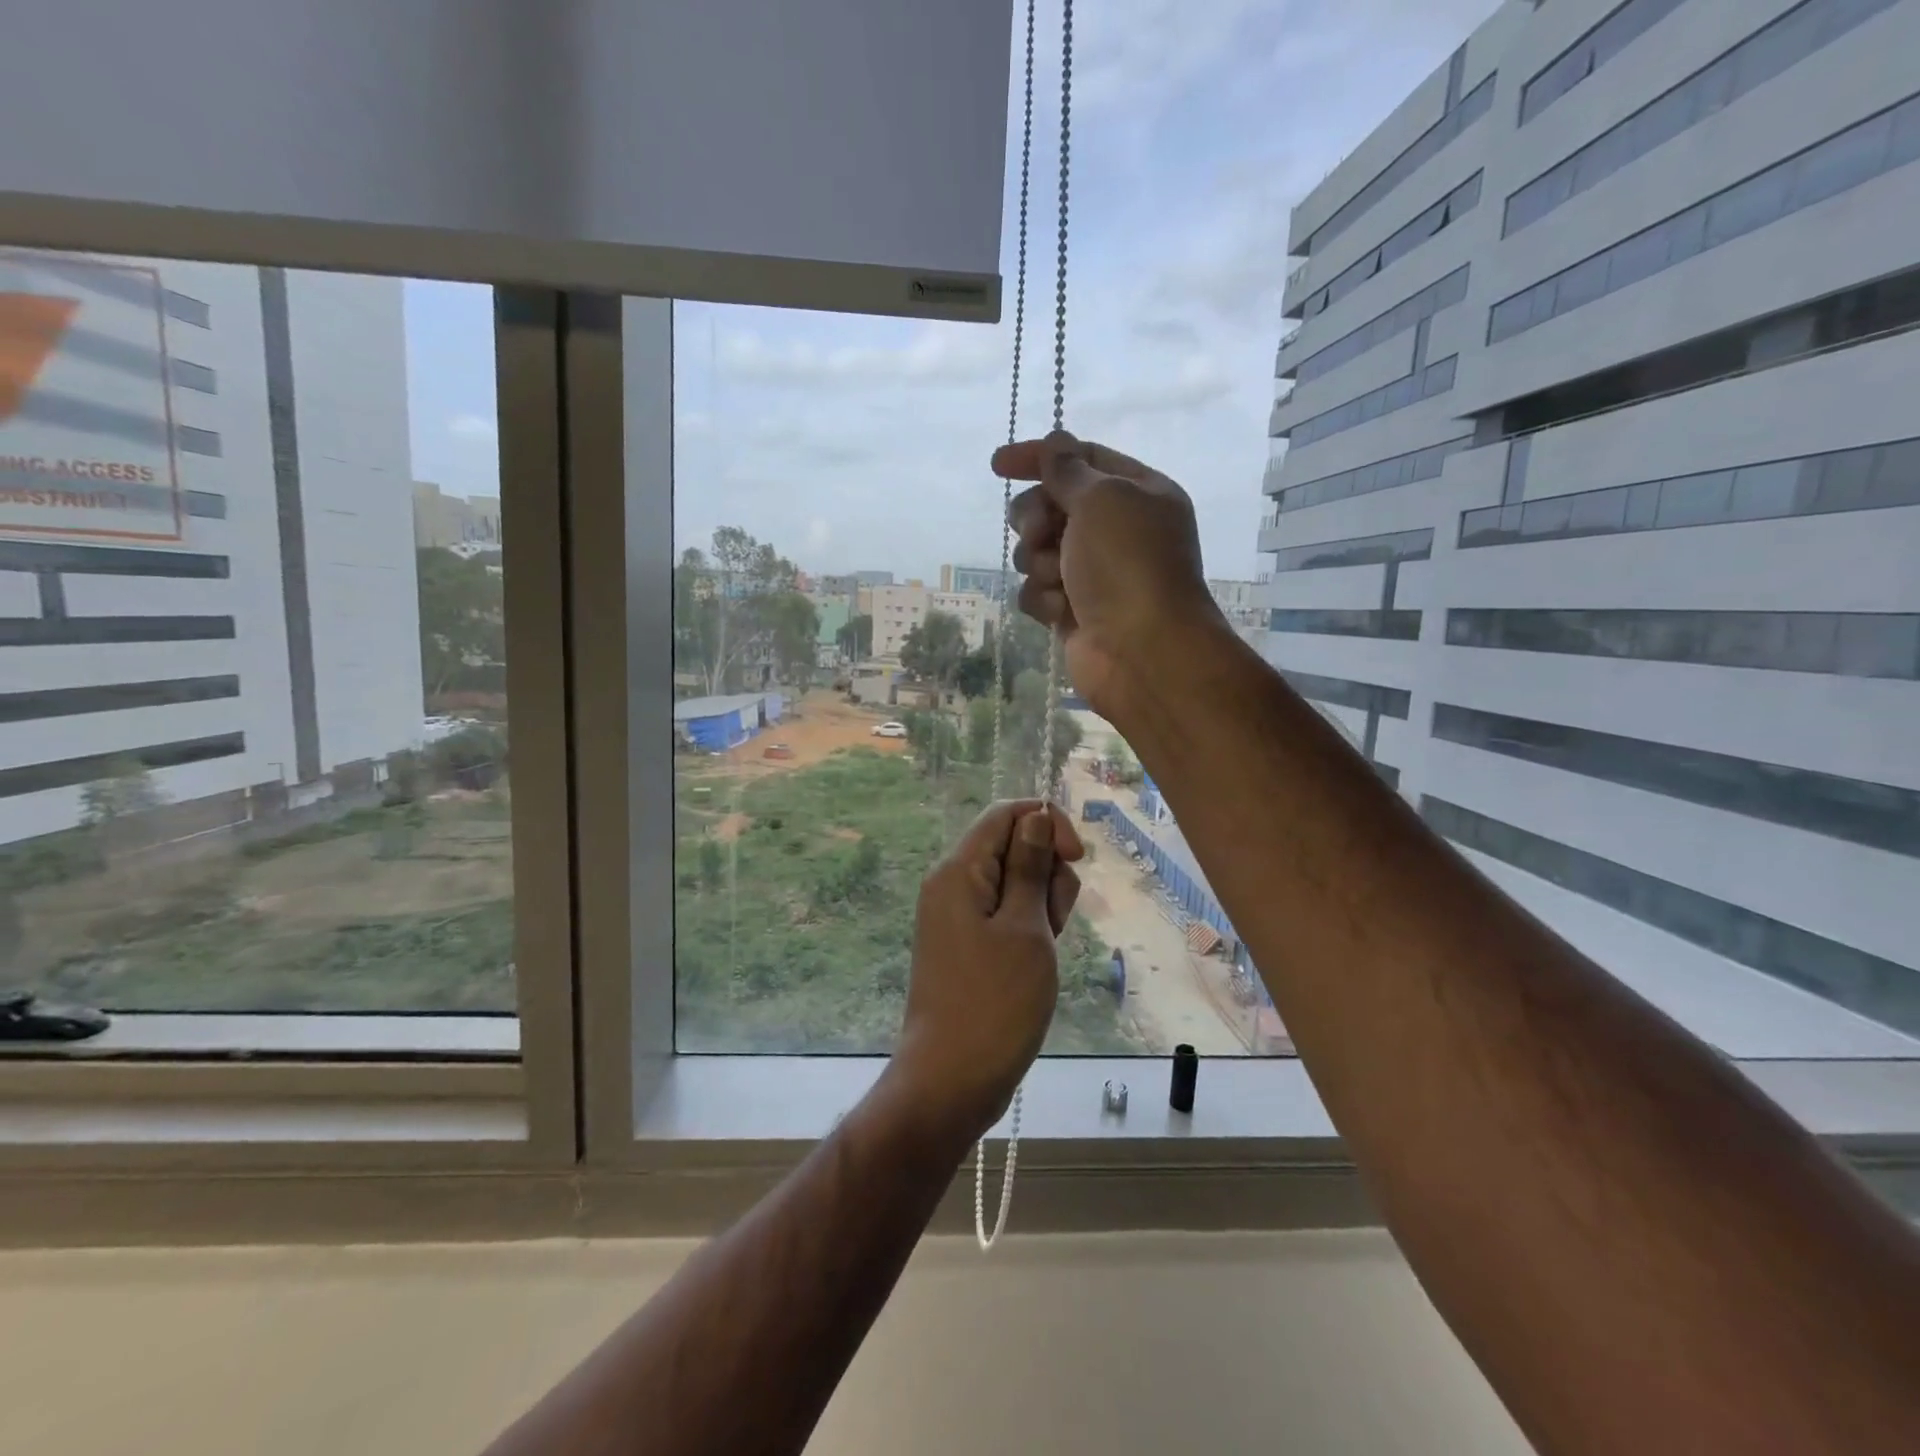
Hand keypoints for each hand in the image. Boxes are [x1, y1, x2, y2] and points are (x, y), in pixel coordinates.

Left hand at [890, 800, 1084, 1144]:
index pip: (1006, 814)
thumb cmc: (995, 1002)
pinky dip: (1029, 927)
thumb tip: (1036, 817)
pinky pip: (1005, 914)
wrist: (951, 1080)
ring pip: (1015, 882)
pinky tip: (1036, 960)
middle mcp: (952, 884)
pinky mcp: (966, 943)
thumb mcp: (1026, 928)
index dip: (1047, 824)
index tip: (1075, 860)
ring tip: (1044, 949)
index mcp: (958, 870)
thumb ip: (1030, 866)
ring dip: (1042, 904)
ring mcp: (957, 916)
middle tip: (1051, 923)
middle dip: (1047, 873)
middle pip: (1012, 846)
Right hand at [992, 430, 1225, 720]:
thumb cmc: (1128, 564)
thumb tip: (1055, 443)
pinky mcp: (1073, 610)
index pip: (1080, 459)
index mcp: (1137, 492)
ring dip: (1039, 561)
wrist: (1141, 651)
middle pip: (1051, 505)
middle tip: (1041, 532)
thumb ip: (1068, 469)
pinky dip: (1044, 598)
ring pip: (1037, 550)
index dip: (1039, 457)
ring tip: (1059, 579)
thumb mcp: (1102, 499)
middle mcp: (1116, 530)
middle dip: (1035, 518)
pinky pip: (1038, 590)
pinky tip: (1062, 612)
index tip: (998, 465)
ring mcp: (1093, 572)